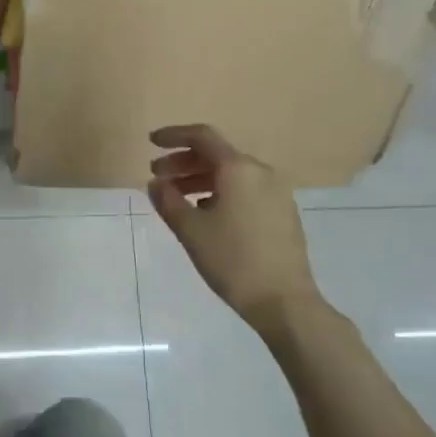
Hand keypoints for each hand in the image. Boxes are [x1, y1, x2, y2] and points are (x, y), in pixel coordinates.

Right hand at [147, 124, 318, 326]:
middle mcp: (261, 172)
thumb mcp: (191, 230)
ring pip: (231, 174)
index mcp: (239, 169)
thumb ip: (168, 201)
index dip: (174, 136)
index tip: (151, 143)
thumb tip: (156, 183)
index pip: (202, 137)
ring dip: (200, 179)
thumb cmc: (232, 260)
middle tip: (157, 177)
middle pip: (216, 155)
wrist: (284, 300)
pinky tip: (204, 213)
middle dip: (183, 162)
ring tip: (176, 198)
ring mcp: (276, 192)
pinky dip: (219, 192)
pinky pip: (245, 190)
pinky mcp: (282, 212)